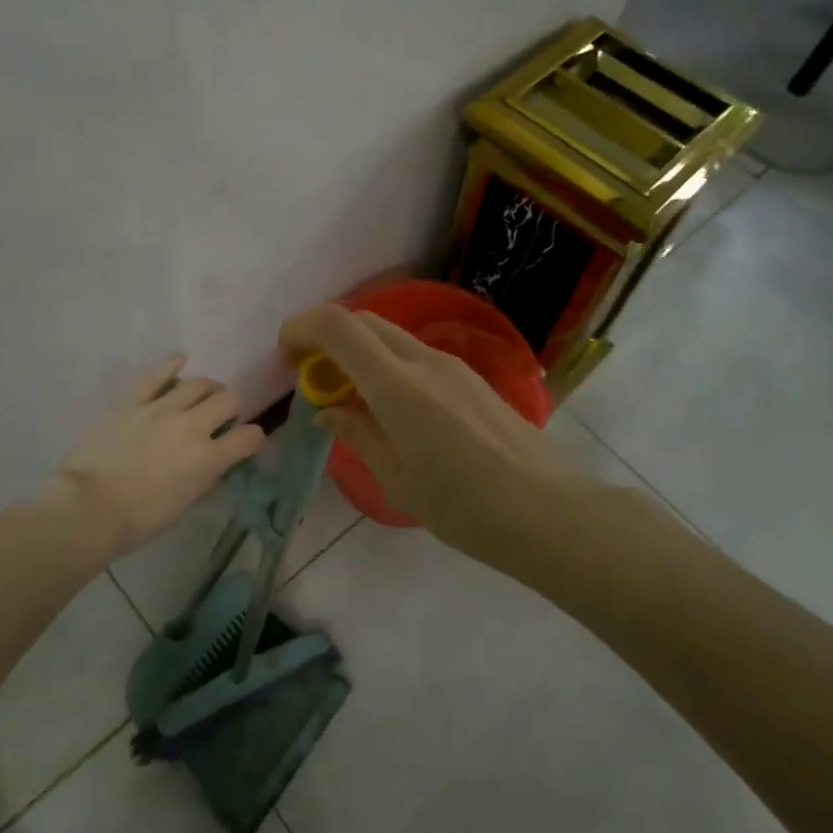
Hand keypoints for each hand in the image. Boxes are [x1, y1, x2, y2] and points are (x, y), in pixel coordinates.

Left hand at [46, 355, 266, 556]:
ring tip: (203, 395)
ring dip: (207, 389)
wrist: (88, 507)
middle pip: (228, 400)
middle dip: (232, 408)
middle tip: (222, 417)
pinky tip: (179, 361)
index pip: (249, 437)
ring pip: (198, 383)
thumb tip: (216, 469)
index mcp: (208, 458)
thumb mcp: (184, 506)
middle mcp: (192, 426)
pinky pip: (157, 374)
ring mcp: (161, 409)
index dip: (254, 438)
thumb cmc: (139, 518)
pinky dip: (172, 364)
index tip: (247, 442)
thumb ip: (205, 481)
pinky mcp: (133, 400)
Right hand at [278, 304, 579, 560]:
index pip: (338, 326)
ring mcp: (453, 365)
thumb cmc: (463, 506)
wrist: (546, 511)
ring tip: (349, 398)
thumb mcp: (397, 479)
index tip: (286, 356)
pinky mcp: (472, 378)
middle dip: (327, 338)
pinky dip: (387, 365)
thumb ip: (358, 434)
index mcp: (398, 386)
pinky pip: (416, 355)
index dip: (302, 328)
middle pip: (363, 321)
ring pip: (391, 337)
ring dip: (359, 352)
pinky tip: (391, 408)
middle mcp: (424, 361)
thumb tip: (328, 412)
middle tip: (312, 378)